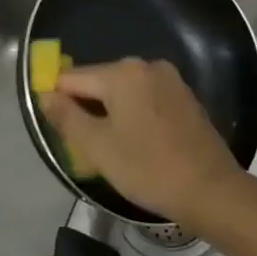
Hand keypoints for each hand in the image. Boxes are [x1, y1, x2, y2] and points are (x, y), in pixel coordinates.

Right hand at [40, 58, 246, 231]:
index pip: (73, 78)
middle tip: (83, 146)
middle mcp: (147, 66)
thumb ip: (67, 117)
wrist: (210, 189)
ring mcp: (170, 80)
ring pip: (124, 92)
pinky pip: (146, 99)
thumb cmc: (148, 168)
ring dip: (111, 113)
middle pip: (100, 81)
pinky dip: (134, 115)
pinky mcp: (185, 98)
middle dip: (86, 108)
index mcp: (123, 72)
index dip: (58, 100)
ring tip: (109, 148)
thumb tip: (46, 95)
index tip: (57, 129)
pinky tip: (136, 144)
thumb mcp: (97, 147)